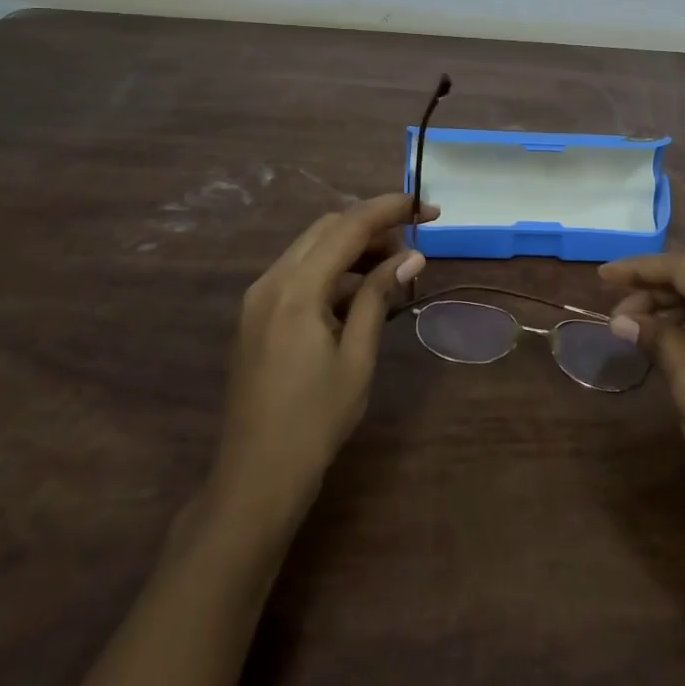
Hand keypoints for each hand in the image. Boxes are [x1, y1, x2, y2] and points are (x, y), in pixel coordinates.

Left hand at [208, 193, 433, 520]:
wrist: (255, 478)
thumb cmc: (314, 421)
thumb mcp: (357, 357)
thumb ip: (380, 296)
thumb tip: (412, 256)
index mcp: (295, 289)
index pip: (348, 226)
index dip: (391, 209)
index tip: (429, 208)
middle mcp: (271, 281)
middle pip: (326, 229)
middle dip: (372, 226)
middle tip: (414, 245)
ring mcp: (259, 298)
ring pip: (312, 248)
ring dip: (353, 247)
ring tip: (394, 268)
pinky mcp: (257, 316)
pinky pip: (299, 273)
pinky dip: (333, 270)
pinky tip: (362, 293)